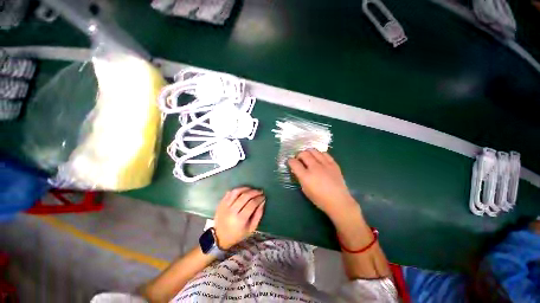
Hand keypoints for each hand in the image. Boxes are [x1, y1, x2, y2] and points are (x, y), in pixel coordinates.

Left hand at [214, 187, 265, 249]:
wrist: (220, 237)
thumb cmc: (238, 234)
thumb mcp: (251, 228)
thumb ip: (258, 215)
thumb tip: (263, 201)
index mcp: (240, 219)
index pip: (252, 204)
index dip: (259, 198)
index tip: (263, 196)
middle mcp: (232, 211)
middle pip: (245, 196)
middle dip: (254, 192)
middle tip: (260, 191)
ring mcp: (225, 206)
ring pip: (236, 192)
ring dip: (246, 188)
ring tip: (252, 189)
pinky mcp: (221, 203)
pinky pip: (230, 192)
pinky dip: (237, 190)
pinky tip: (243, 191)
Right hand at [288, 149, 357, 219]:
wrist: (338, 201)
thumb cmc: (319, 199)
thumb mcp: (305, 189)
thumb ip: (300, 178)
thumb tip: (298, 170)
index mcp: (306, 176)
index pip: (294, 163)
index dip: (290, 161)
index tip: (290, 161)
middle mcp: (314, 168)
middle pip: (303, 154)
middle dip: (298, 155)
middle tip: (299, 159)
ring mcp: (325, 164)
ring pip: (314, 151)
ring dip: (308, 152)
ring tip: (308, 157)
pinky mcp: (333, 164)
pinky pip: (324, 153)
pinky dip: (319, 154)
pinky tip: (319, 158)